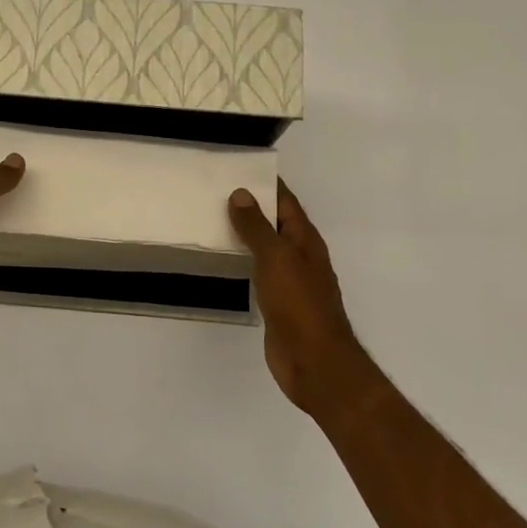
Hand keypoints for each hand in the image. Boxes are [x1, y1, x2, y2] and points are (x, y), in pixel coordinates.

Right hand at [228, 181, 381, 415]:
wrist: (314, 360)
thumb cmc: (299, 304)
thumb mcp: (276, 258)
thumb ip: (257, 227)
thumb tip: (241, 194)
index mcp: (305, 240)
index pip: (286, 202)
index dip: (267, 184)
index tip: (239, 167)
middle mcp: (300, 256)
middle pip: (276, 223)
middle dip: (251, 207)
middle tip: (215, 191)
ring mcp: (290, 281)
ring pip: (266, 248)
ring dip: (245, 234)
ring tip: (213, 219)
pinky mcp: (278, 303)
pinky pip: (259, 272)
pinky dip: (243, 261)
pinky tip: (225, 259)